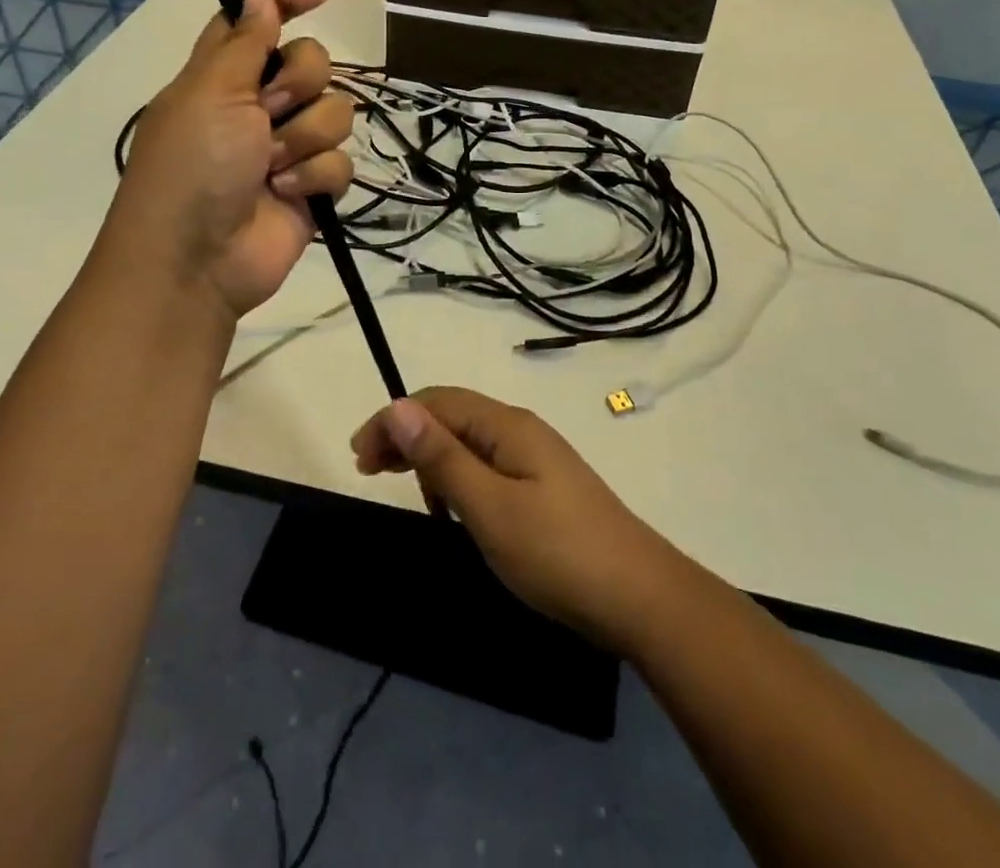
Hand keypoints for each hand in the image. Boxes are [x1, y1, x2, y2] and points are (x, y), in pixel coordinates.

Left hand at [112, 0, 353, 319]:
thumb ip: (244, 42)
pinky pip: (341, 162)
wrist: (197, 260)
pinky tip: (289, 194)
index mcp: (223, 75)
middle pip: (311, 63)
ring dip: (305, 138)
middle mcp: (257, 105)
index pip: (257, 22)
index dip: (286, 0)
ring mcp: (287, 147)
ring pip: (334, 113)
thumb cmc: (192, 167)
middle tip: (268, 113)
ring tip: (272, 168)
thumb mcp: (211, 93)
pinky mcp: (310, 186)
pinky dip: (315, 177)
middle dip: (299, 85)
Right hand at [351, 387, 682, 652]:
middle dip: (407, 434)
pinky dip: (457, 477)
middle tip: (368, 470)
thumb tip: (397, 406)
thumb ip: (442, 456)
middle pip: (451, 416)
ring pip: (468, 441)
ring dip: (430, 456)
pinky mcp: (544, 487)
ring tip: (404, 486)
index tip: (358, 457)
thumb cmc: (556, 552)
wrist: (641, 598)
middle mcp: (520, 430)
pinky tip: (452, 509)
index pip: (436, 403)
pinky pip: (486, 466)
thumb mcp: (488, 507)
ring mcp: (536, 458)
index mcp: (506, 425)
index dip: (393, 420)